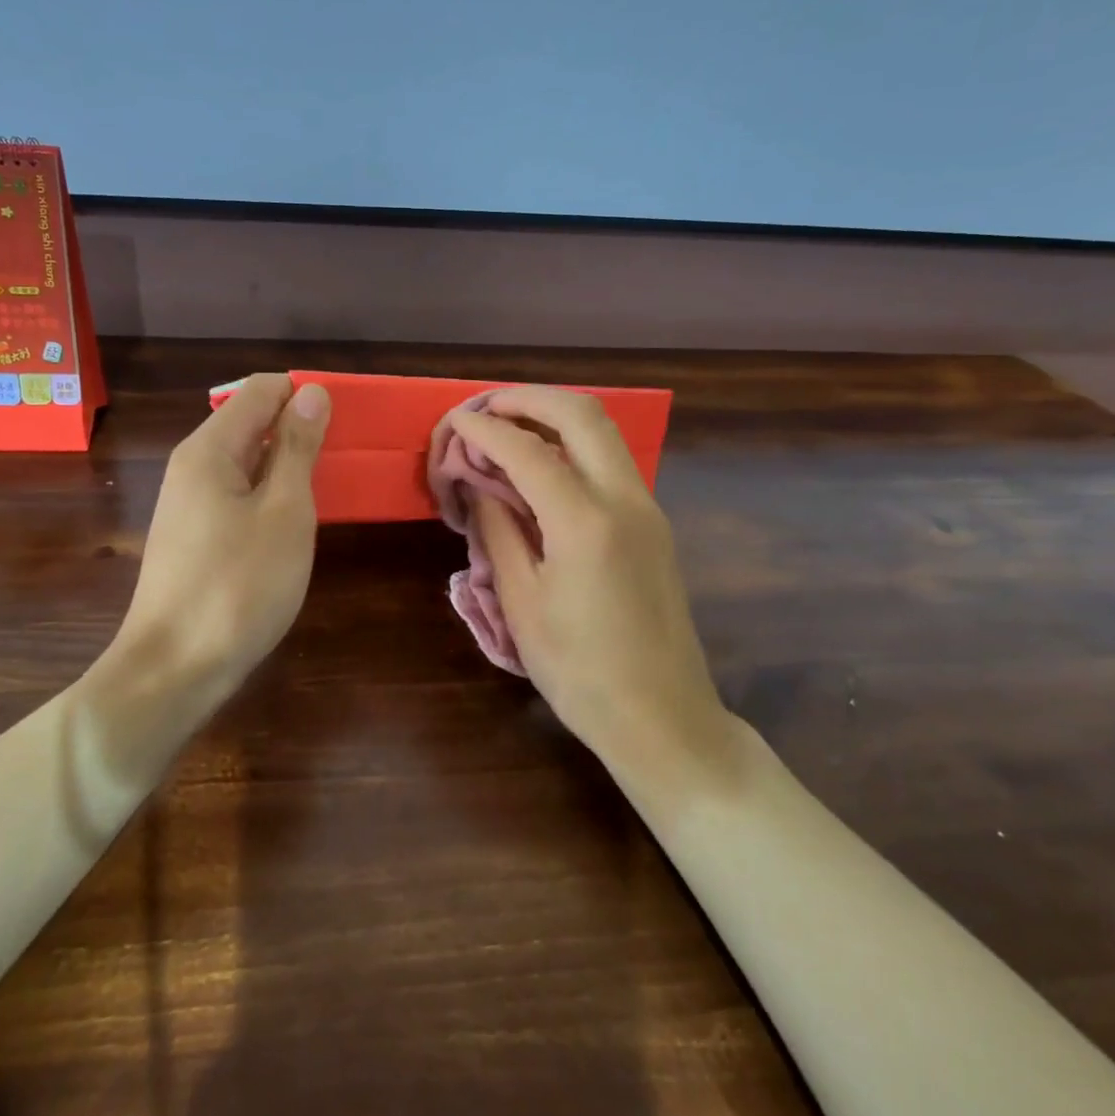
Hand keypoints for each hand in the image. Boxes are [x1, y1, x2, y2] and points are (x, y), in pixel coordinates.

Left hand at [115, 373, 331, 696]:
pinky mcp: (195, 537)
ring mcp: (190, 504)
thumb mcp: (284, 512)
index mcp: (209, 449)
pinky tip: (294, 523)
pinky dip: (270, 496)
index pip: (262, 390)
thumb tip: (311, 392)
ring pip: (247, 462)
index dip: (306, 396)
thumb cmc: (238, 586)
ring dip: (288, 466)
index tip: (347, 423)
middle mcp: (193, 467)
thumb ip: (298, 449)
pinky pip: (238, 495)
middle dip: (299, 430)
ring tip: (329, 489)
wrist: (175, 670)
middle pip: (251, 422)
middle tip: (345, 460)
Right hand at [450, 387, 725, 765]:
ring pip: (604, 432)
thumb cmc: (579, 670)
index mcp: (585, 521)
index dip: (483, 430)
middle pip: (582, 414)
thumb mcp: (522, 602)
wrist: (661, 716)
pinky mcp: (654, 525)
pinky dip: (574, 445)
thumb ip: (499, 530)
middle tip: (486, 408)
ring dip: (555, 416)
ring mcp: (648, 508)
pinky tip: (543, 466)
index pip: (526, 450)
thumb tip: (479, 483)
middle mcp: (625, 499)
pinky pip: (612, 462)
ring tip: (509, 427)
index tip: (452, 421)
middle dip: (528, 399)